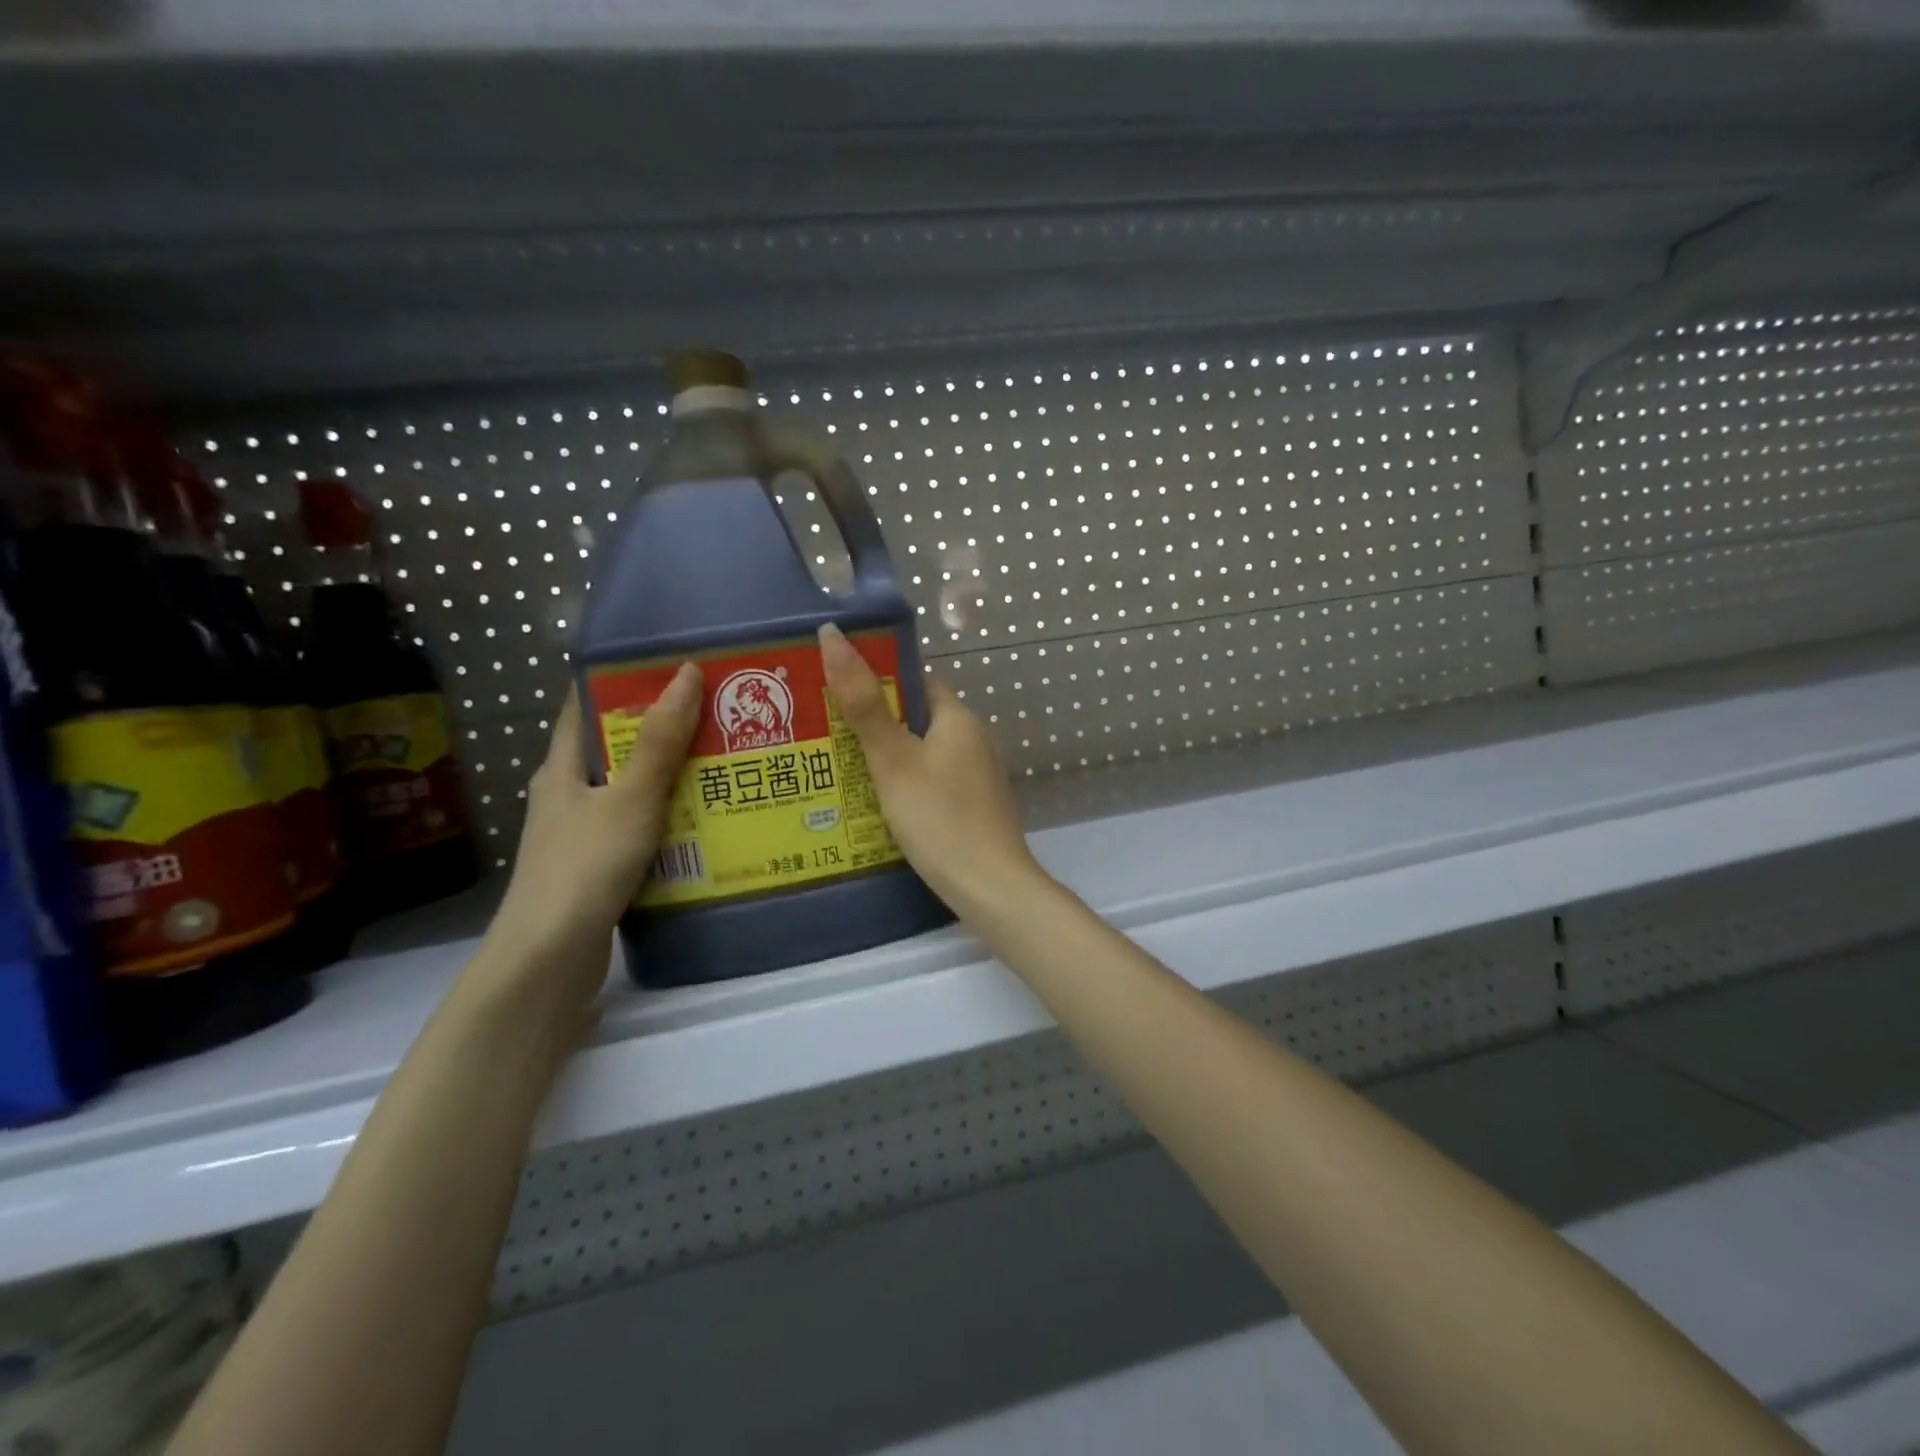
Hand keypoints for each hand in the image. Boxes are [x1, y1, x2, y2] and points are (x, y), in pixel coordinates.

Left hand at [476, 666, 700, 1014]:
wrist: (549, 960)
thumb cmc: (585, 866)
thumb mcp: (630, 798)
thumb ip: (660, 741)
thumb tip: (687, 673)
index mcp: (561, 769)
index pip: (584, 707)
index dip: (621, 682)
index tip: (671, 667)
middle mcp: (565, 796)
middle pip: (614, 750)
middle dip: (660, 731)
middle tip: (716, 714)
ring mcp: (579, 835)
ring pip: (629, 793)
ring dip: (668, 778)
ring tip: (722, 762)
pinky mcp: (596, 869)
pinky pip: (637, 829)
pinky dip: (667, 819)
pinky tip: (703, 822)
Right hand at [818, 624, 1043, 912]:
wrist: (990, 887)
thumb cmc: (938, 816)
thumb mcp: (893, 759)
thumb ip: (863, 703)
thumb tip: (833, 634)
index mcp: (960, 718)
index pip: (919, 682)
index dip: (881, 684)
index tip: (841, 697)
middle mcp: (977, 740)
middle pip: (921, 719)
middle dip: (881, 726)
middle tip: (832, 740)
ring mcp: (982, 776)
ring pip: (928, 754)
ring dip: (894, 760)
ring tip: (847, 774)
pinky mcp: (980, 807)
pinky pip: (938, 783)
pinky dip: (912, 787)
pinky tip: (885, 808)